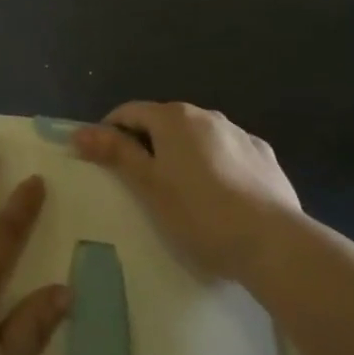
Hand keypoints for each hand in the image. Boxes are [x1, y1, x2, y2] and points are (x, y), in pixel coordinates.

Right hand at [71, 102, 302, 283]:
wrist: (273, 243)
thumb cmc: (199, 213)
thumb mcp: (148, 186)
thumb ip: (116, 153)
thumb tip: (80, 132)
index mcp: (174, 118)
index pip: (129, 112)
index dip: (109, 132)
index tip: (102, 161)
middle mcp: (207, 115)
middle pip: (164, 122)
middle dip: (146, 143)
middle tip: (138, 182)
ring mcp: (240, 134)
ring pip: (197, 137)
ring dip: (181, 153)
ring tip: (180, 192)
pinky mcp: (264, 156)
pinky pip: (227, 152)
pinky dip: (213, 164)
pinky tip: (218, 195)